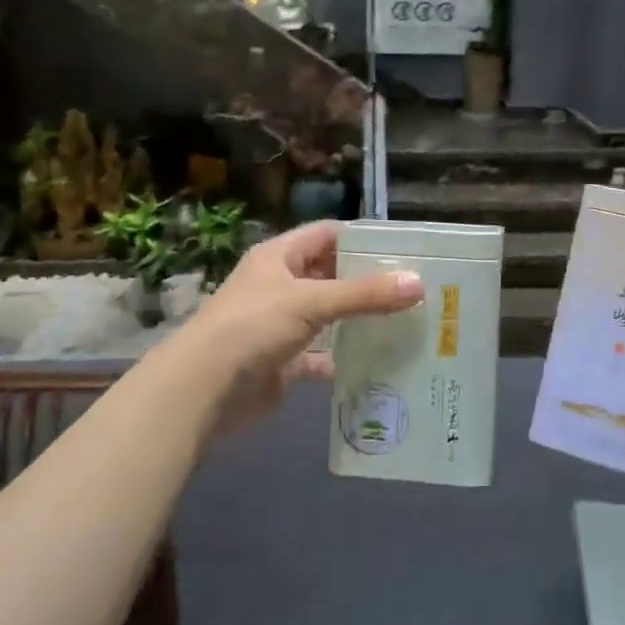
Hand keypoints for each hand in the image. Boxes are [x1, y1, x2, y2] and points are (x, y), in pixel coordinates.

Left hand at [179, 221, 423, 431]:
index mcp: (280, 257)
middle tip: (414, 288)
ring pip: (329, 316)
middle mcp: (280, 285)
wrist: (205, 389)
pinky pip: (321, 356)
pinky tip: (378, 363)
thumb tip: (418, 284)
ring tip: (406, 322)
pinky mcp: (284, 361)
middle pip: (330, 275)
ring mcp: (281, 325)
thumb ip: (365, 294)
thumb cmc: (254, 326)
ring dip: (359, 320)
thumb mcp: (311, 301)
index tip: (403, 249)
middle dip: (367, 281)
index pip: (327, 235)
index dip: (361, 238)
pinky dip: (344, 359)